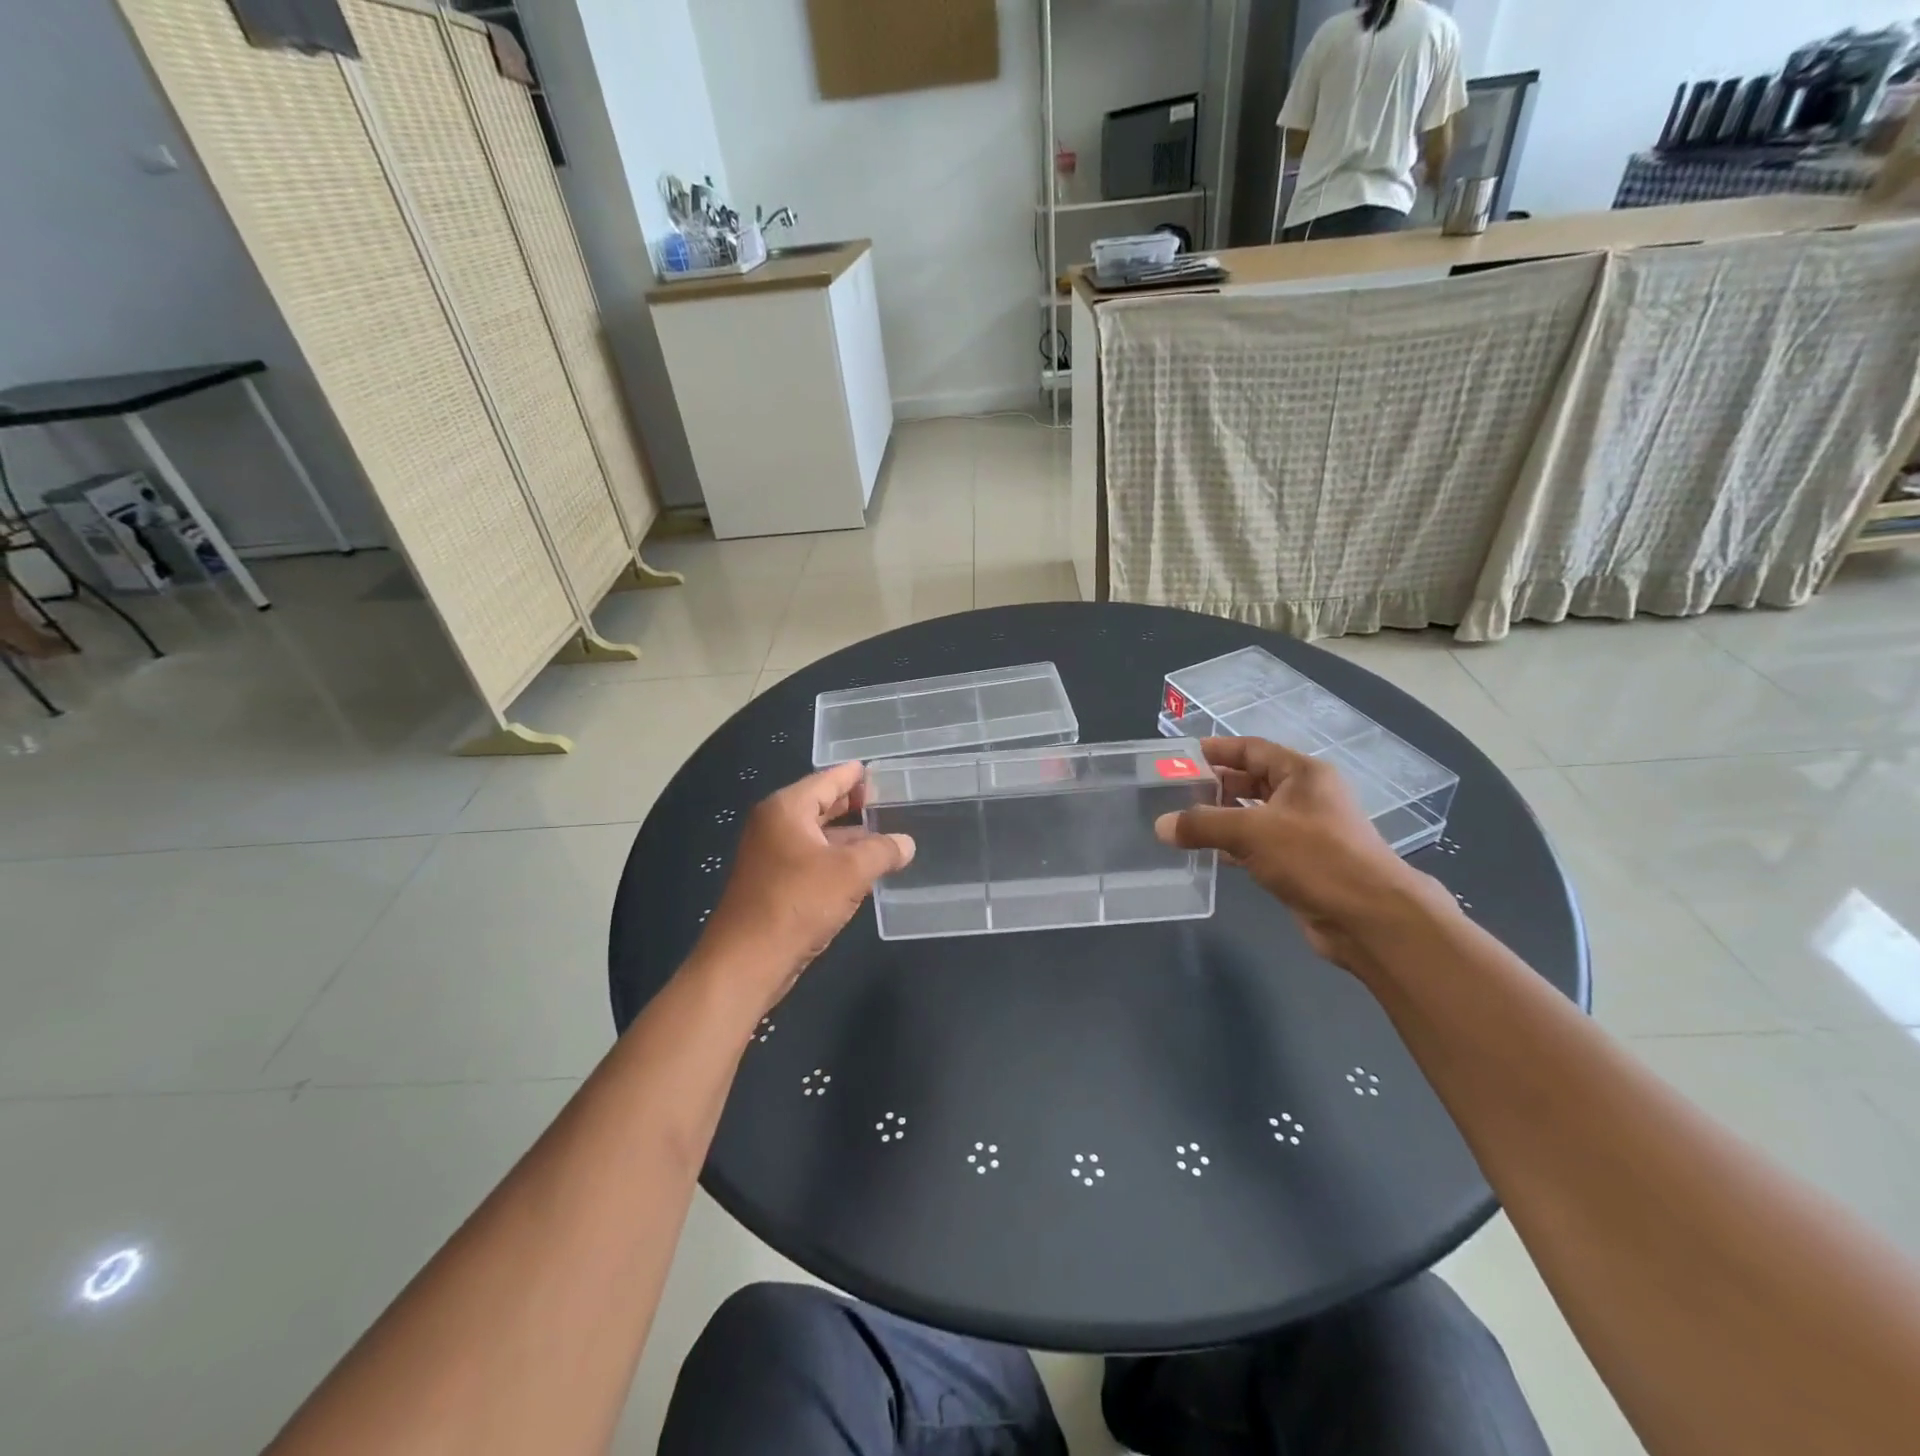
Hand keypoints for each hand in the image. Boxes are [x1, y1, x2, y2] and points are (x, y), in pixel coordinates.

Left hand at [695, 761, 913, 1010]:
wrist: (747, 961)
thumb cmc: (797, 903)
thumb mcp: (850, 872)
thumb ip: (882, 851)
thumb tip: (906, 843)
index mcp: (786, 809)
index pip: (826, 780)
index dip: (853, 776)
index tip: (878, 770)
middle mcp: (774, 825)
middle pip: (819, 804)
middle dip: (852, 804)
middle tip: (887, 800)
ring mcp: (770, 855)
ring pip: (816, 835)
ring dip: (847, 835)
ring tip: (884, 834)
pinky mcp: (772, 883)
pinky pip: (810, 859)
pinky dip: (835, 858)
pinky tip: (861, 868)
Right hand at [1154, 737, 1445, 966]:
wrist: (1368, 918)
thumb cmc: (1315, 858)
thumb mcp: (1252, 831)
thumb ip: (1203, 824)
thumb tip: (1162, 826)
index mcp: (1302, 774)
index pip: (1252, 750)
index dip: (1216, 750)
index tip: (1181, 756)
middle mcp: (1305, 797)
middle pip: (1252, 781)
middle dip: (1214, 786)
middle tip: (1174, 792)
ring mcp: (1304, 831)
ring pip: (1253, 815)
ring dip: (1221, 818)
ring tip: (1182, 823)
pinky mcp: (1300, 863)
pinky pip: (1258, 845)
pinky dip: (1232, 846)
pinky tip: (1207, 854)